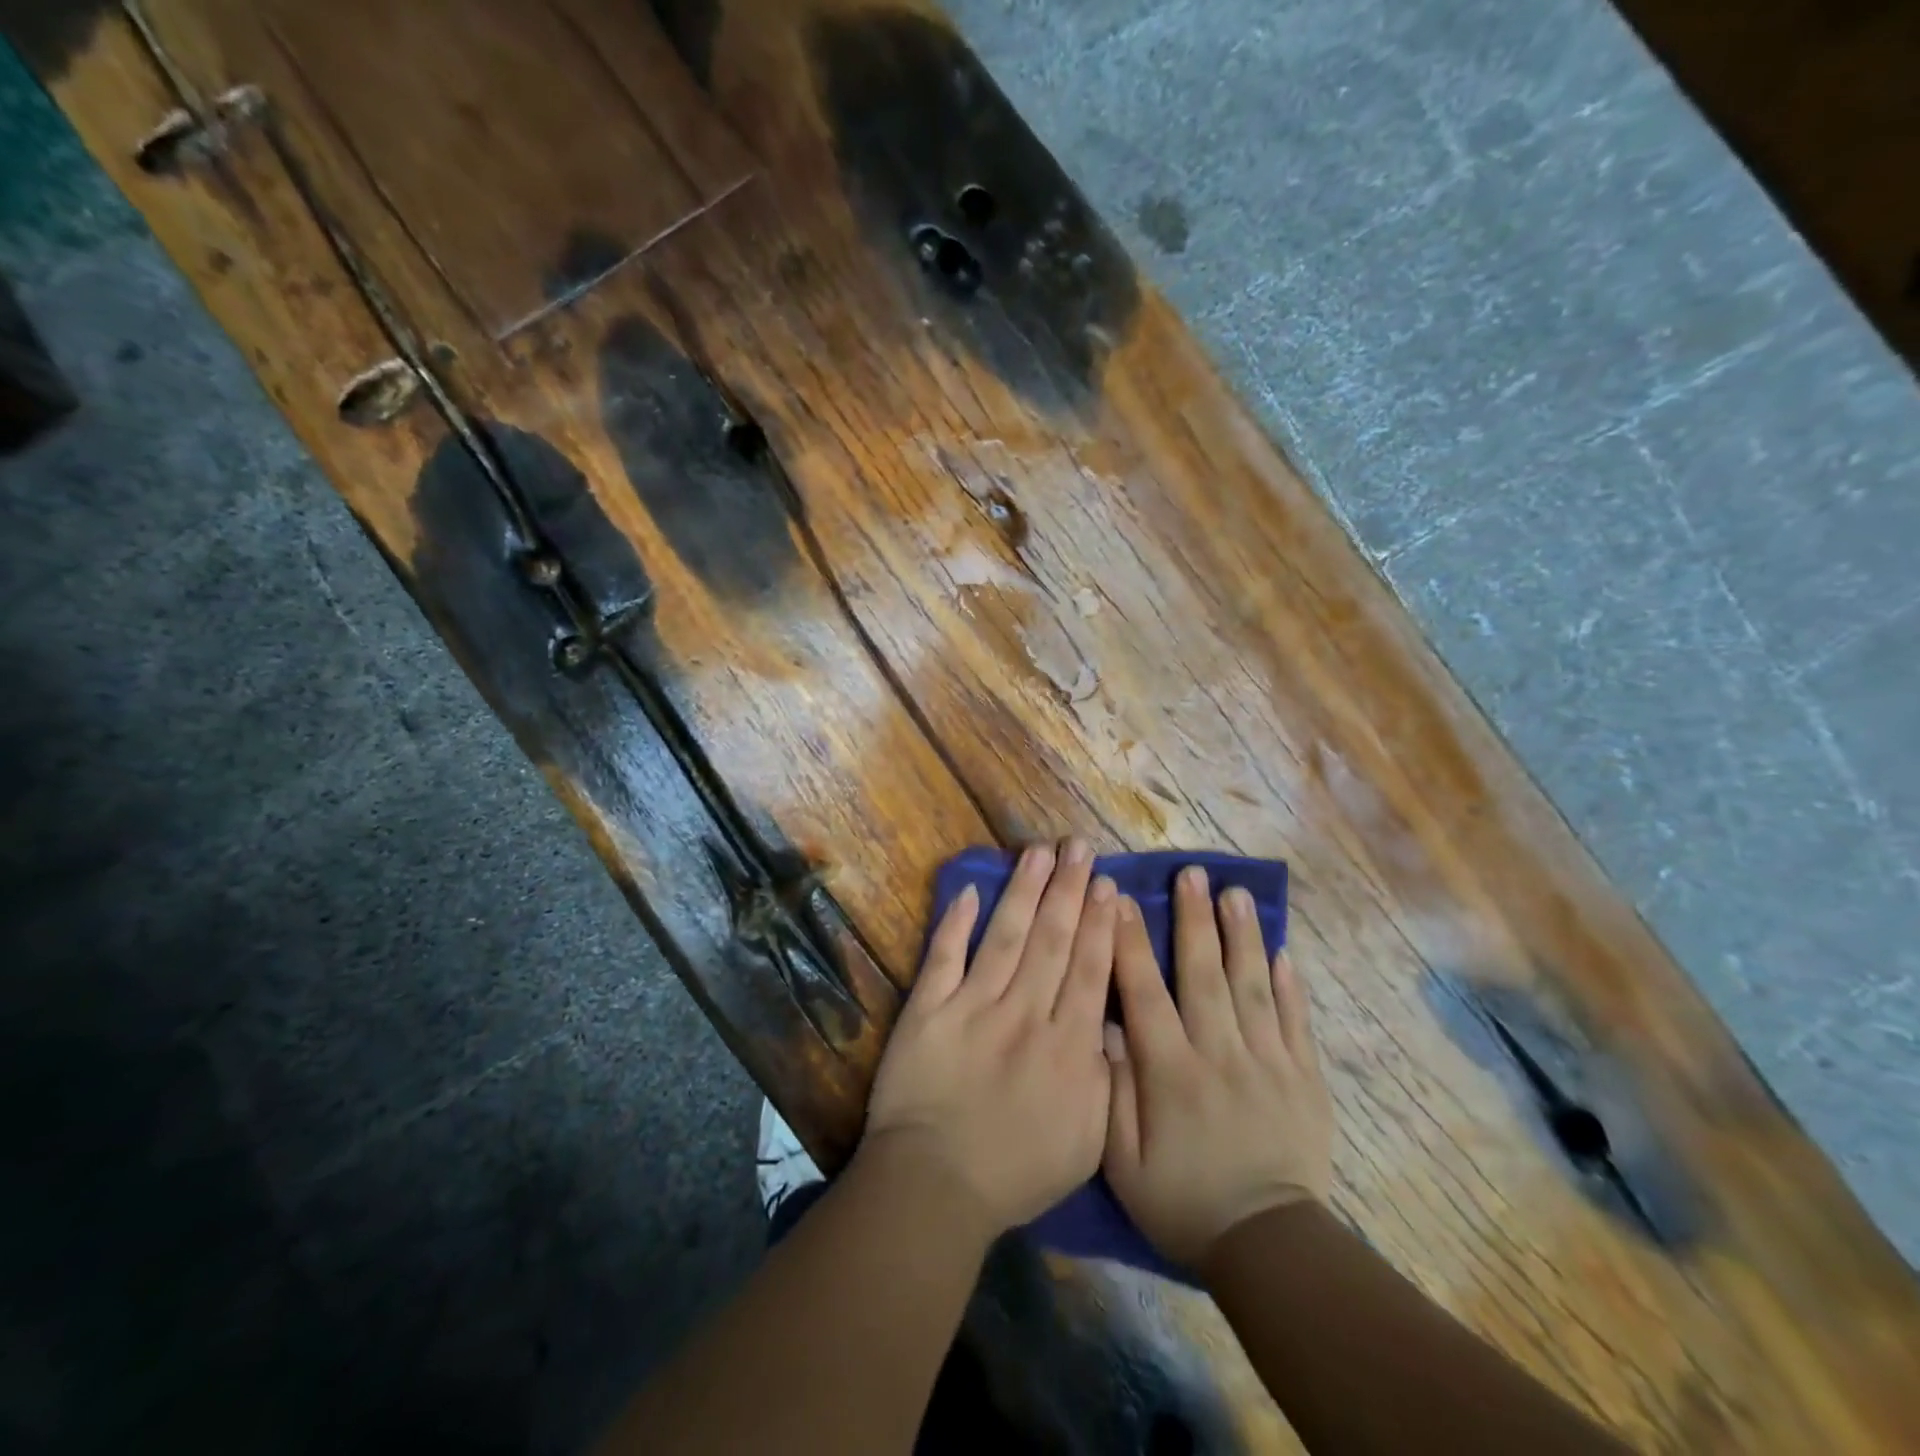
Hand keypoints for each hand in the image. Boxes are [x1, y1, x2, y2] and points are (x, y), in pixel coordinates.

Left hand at [862, 840, 1117, 1234]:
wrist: (935, 1186)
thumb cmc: (1017, 1172)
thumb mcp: (1087, 1141)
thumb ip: (1104, 1077)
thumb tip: (1112, 1022)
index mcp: (1067, 1045)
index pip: (1089, 969)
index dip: (1100, 923)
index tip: (1108, 884)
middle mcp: (1025, 1013)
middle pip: (1052, 940)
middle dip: (1069, 890)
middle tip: (1079, 847)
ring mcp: (973, 1006)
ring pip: (1006, 936)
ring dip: (1025, 891)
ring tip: (1040, 853)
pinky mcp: (929, 1008)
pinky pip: (945, 956)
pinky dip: (956, 923)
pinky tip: (970, 889)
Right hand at [1103, 866, 1332, 1266]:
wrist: (1268, 1248)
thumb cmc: (1182, 1201)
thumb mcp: (1122, 1160)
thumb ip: (1110, 1090)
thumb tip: (1104, 1027)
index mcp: (1171, 1070)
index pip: (1144, 992)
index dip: (1130, 942)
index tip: (1120, 898)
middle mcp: (1219, 1053)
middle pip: (1204, 974)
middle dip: (1194, 919)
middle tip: (1191, 873)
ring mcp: (1267, 1062)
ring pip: (1252, 986)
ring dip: (1241, 936)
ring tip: (1235, 893)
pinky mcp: (1303, 1078)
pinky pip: (1296, 1021)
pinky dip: (1289, 984)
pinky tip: (1283, 951)